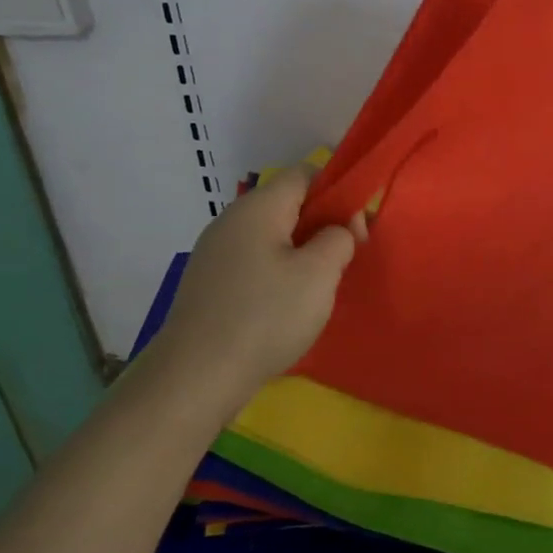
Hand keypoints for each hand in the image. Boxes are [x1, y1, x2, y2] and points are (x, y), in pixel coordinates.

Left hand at [150, 167, 365, 400]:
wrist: (195, 378)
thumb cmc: (265, 317)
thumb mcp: (320, 273)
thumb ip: (339, 238)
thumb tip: (335, 232)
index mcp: (258, 208)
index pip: (305, 173)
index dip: (338, 191)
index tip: (357, 229)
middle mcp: (231, 221)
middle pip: (289, 204)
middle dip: (323, 225)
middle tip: (346, 261)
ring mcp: (215, 253)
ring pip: (273, 236)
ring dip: (304, 253)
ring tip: (320, 288)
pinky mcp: (209, 284)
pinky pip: (255, 262)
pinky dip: (279, 273)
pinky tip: (288, 306)